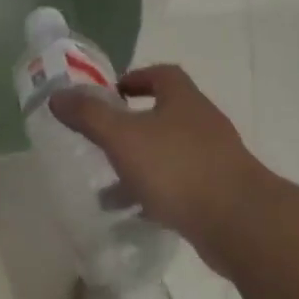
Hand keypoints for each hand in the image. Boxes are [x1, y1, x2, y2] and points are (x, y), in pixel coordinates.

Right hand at [48, 64, 262, 249]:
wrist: (240, 223)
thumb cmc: (178, 168)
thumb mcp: (123, 137)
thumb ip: (89, 115)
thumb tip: (58, 95)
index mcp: (183, 101)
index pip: (162, 75)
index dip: (136, 79)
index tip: (111, 94)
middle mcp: (202, 124)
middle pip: (164, 115)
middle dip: (131, 127)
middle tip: (102, 141)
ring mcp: (214, 160)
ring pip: (168, 154)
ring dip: (139, 165)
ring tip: (107, 188)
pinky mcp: (218, 194)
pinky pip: (179, 185)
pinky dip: (155, 193)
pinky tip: (134, 212)